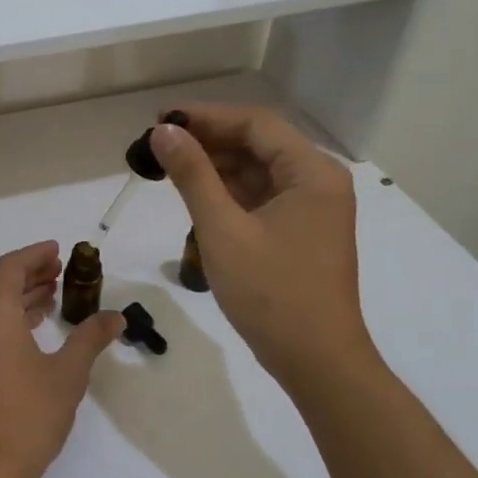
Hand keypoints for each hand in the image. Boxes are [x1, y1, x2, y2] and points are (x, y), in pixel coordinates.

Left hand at [0, 241, 123, 477]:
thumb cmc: (27, 415)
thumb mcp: (67, 374)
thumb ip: (90, 339)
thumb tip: (116, 318)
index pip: (11, 266)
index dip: (35, 255)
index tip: (57, 251)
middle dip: (27, 273)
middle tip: (58, 271)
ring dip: (17, 296)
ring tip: (49, 296)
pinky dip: (5, 318)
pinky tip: (29, 330)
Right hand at [150, 105, 380, 385]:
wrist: (315, 360)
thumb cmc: (271, 292)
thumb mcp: (223, 229)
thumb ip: (193, 175)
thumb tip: (164, 131)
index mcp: (311, 173)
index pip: (255, 124)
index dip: (206, 116)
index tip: (162, 120)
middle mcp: (317, 181)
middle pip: (258, 144)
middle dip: (208, 140)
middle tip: (159, 144)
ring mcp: (311, 208)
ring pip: (257, 171)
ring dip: (216, 166)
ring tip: (169, 166)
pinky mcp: (300, 231)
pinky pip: (260, 197)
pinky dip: (228, 192)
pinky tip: (195, 194)